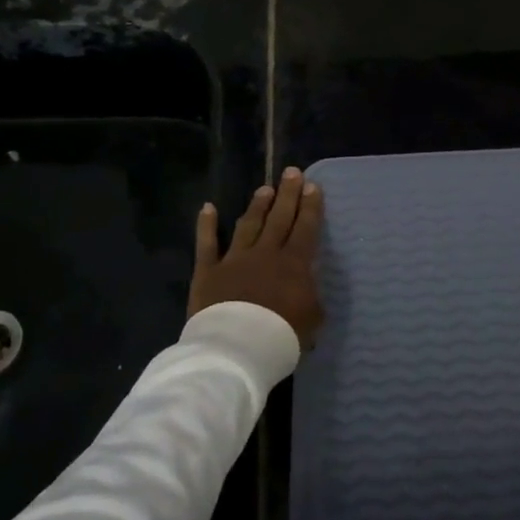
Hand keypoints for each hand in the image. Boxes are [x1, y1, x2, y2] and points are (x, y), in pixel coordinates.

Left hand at [188, 167, 325, 347]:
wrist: (237, 347)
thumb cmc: (281, 335)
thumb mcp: (312, 319)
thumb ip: (311, 297)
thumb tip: (307, 286)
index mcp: (294, 263)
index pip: (305, 228)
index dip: (310, 206)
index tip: (312, 186)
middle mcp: (266, 252)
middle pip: (279, 218)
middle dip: (287, 194)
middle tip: (292, 172)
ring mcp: (235, 259)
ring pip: (248, 224)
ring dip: (257, 205)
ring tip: (264, 189)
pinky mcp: (208, 271)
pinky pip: (207, 243)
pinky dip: (207, 225)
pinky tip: (208, 208)